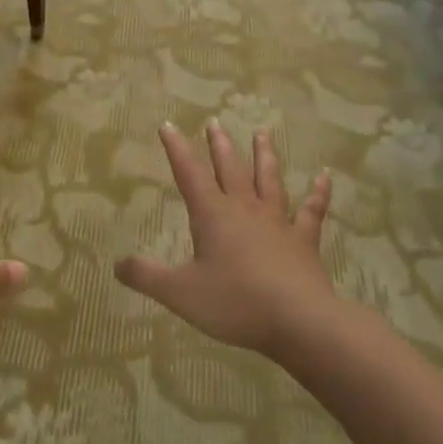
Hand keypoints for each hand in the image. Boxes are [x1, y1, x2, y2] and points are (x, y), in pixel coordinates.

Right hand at [115, 122, 334, 356]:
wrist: (299, 321)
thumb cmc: (235, 303)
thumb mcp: (180, 293)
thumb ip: (146, 276)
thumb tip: (117, 264)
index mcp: (212, 215)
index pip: (189, 174)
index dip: (177, 149)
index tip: (168, 125)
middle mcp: (244, 209)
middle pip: (230, 168)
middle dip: (219, 145)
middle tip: (215, 122)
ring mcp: (277, 222)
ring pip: (269, 180)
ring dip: (264, 156)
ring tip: (262, 133)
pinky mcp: (304, 240)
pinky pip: (312, 211)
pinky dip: (319, 193)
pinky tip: (325, 177)